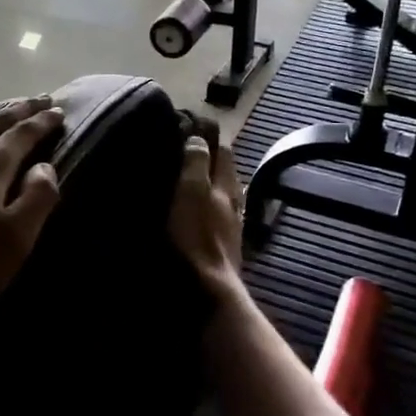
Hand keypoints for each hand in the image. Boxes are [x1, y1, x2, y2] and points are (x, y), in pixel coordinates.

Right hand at [169, 134, 244, 295]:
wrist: (208, 288)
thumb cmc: (196, 236)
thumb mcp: (191, 192)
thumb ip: (196, 163)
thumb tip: (198, 137)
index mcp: (226, 183)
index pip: (221, 148)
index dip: (206, 136)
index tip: (186, 127)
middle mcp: (234, 199)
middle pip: (224, 170)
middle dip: (208, 157)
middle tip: (182, 148)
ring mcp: (231, 223)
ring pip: (221, 192)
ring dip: (207, 181)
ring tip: (184, 177)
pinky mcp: (224, 243)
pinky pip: (216, 214)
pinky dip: (205, 204)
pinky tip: (194, 210)